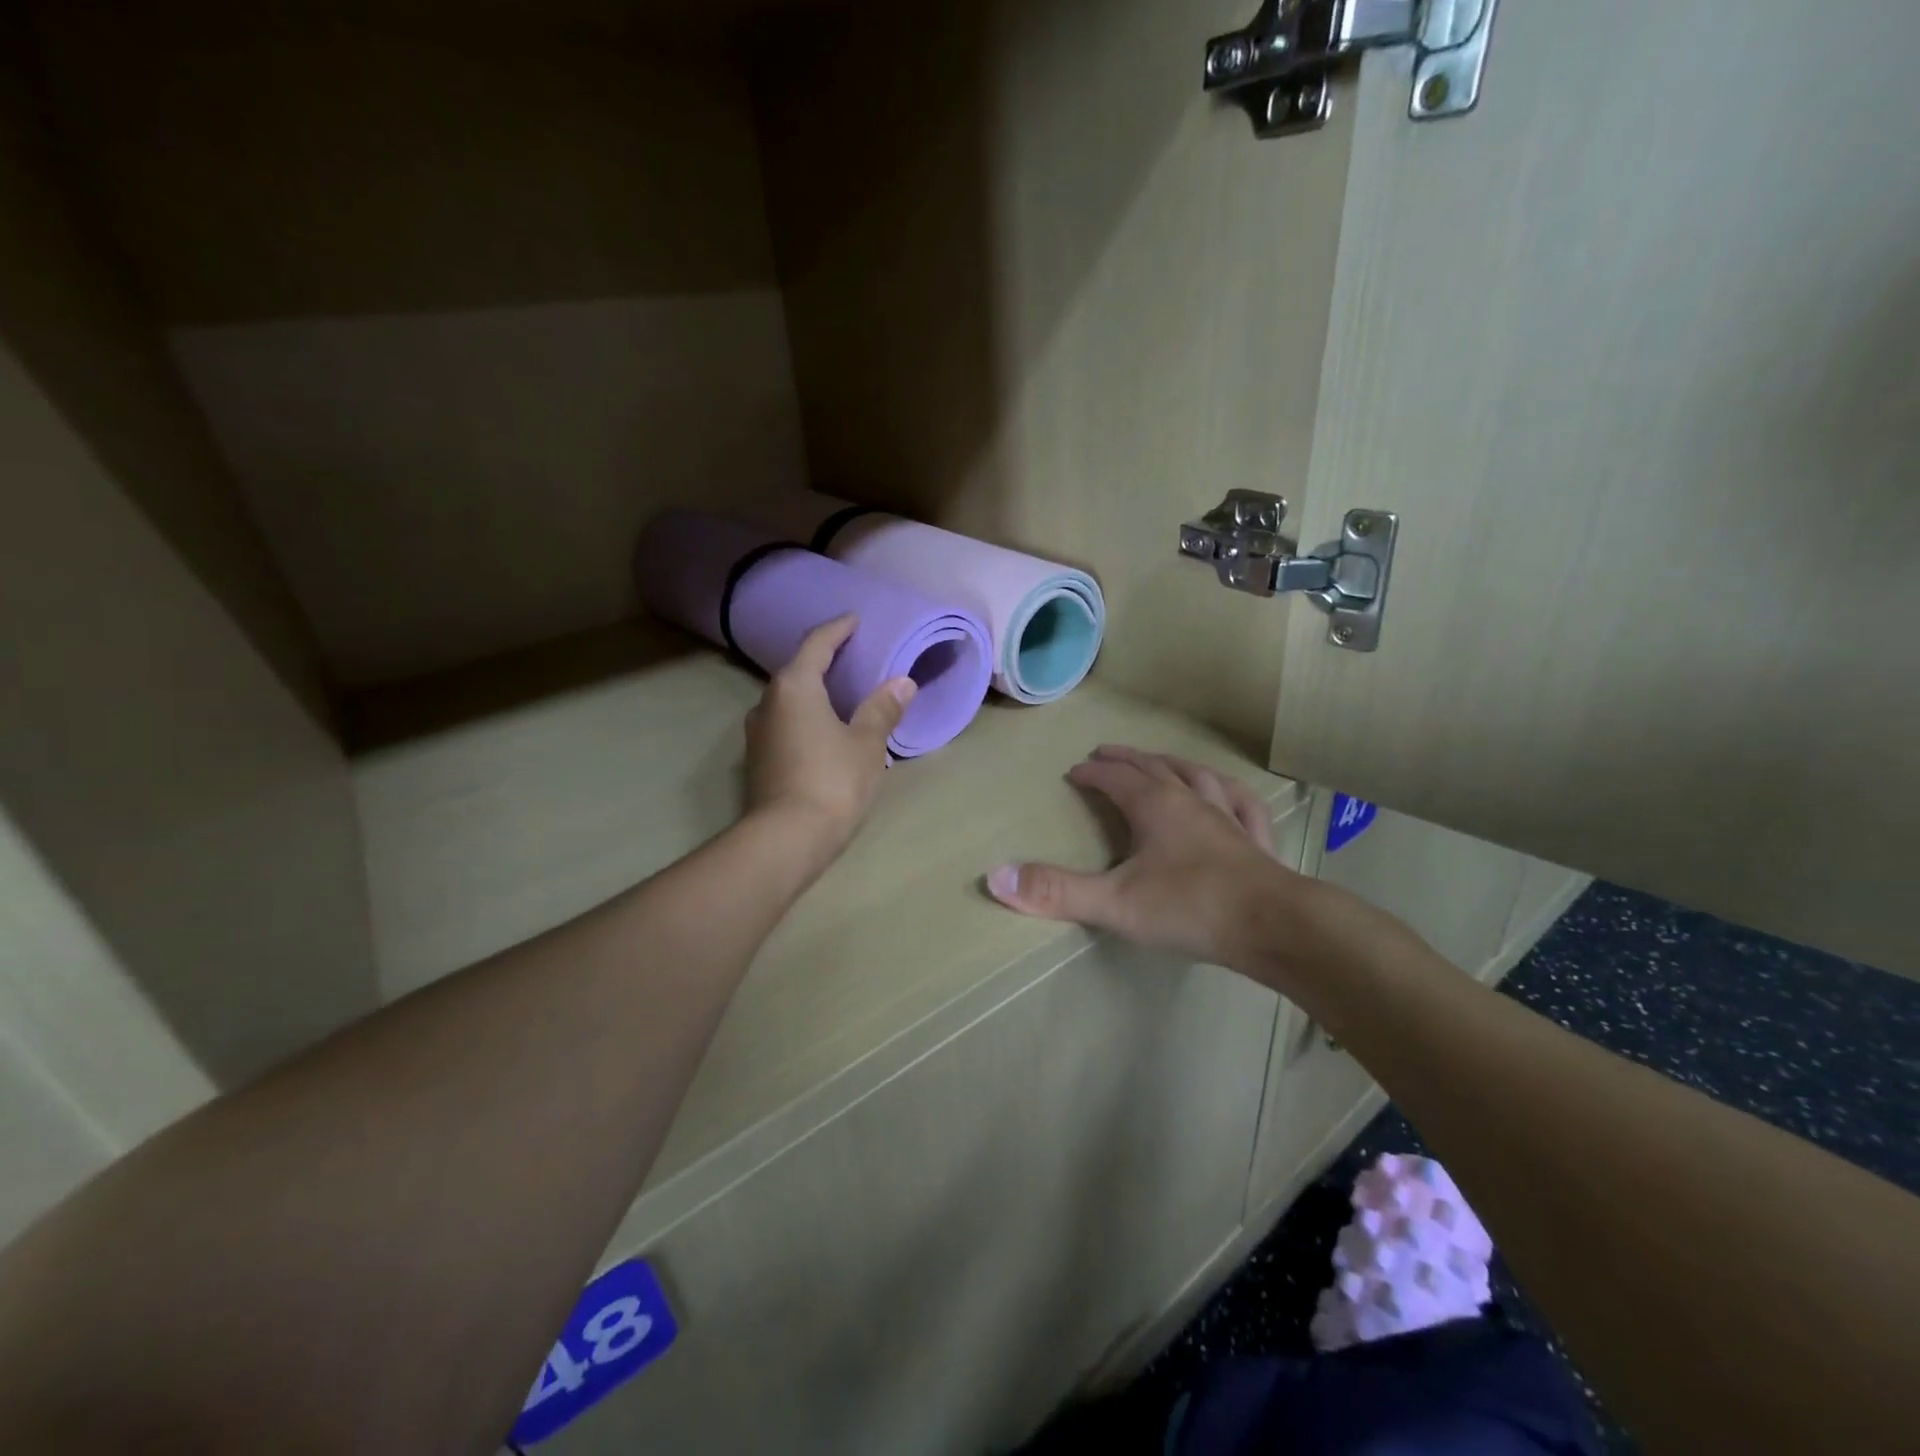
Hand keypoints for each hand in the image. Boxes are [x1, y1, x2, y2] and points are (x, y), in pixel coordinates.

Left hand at [745, 615, 916, 853]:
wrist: (786, 839)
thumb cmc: (832, 781)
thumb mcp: (866, 744)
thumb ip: (882, 709)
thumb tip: (902, 683)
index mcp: (795, 687)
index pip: (817, 644)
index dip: (838, 629)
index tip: (855, 621)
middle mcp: (768, 702)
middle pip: (798, 669)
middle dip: (824, 660)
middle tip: (854, 656)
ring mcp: (757, 732)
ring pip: (789, 699)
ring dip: (813, 691)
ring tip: (841, 692)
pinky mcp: (758, 759)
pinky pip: (785, 722)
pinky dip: (805, 715)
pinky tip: (824, 728)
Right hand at [985, 745, 1301, 967]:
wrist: (1274, 926)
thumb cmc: (1190, 907)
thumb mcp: (1114, 902)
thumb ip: (1055, 891)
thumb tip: (996, 876)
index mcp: (1155, 806)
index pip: (1116, 778)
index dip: (1093, 772)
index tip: (1074, 770)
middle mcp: (1191, 800)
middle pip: (1153, 768)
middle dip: (1127, 759)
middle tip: (1107, 752)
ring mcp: (1228, 817)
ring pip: (1197, 777)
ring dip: (1172, 764)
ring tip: (1160, 762)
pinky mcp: (1256, 841)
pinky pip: (1242, 804)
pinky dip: (1227, 791)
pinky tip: (1228, 794)